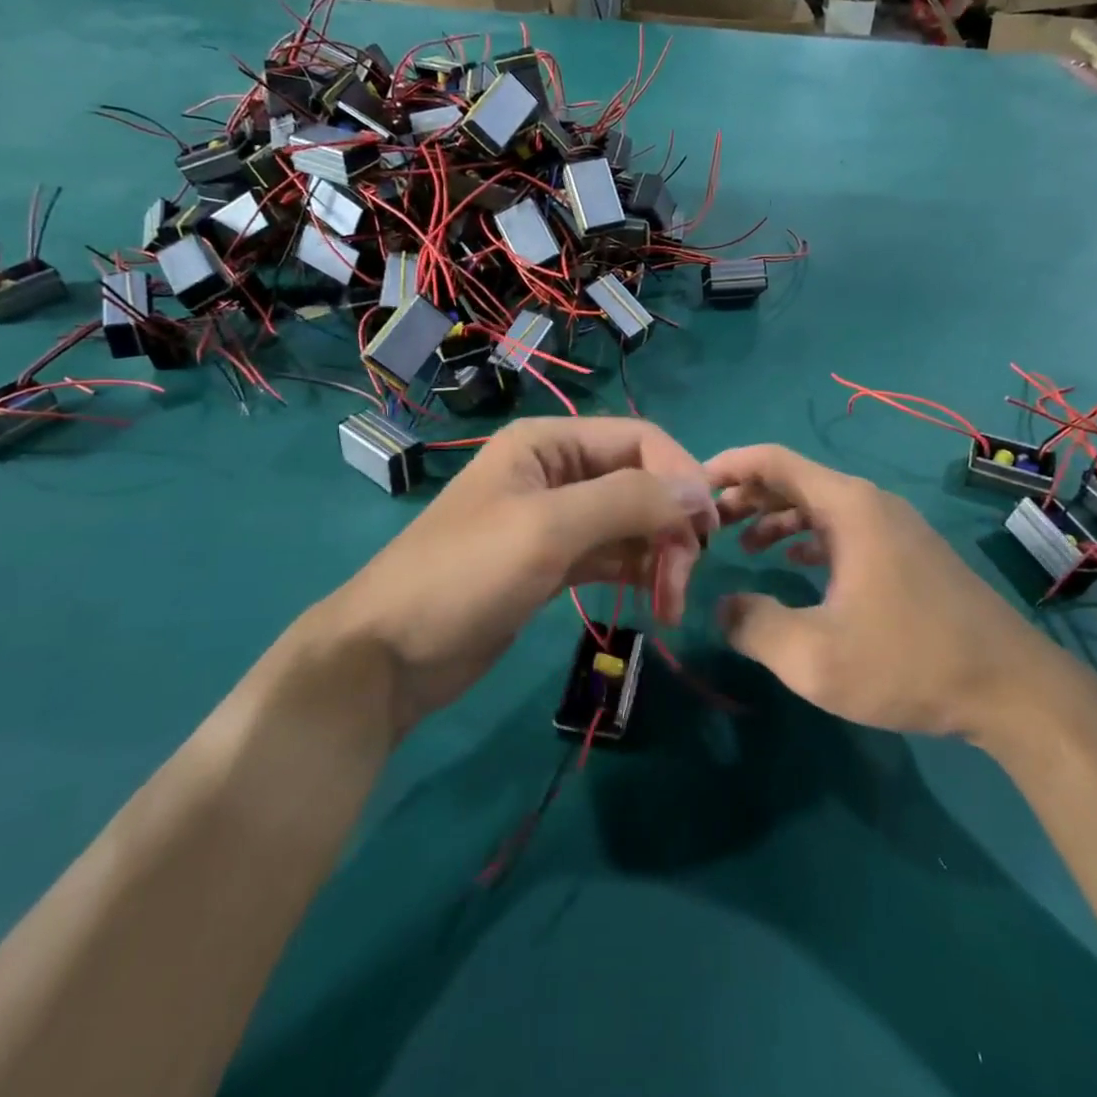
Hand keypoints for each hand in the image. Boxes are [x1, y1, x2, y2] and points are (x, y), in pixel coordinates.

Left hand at [300, 418, 717, 735]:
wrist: (388, 656)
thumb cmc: (465, 576)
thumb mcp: (549, 528)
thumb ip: (628, 500)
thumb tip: (699, 491)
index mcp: (550, 442)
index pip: (641, 440)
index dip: (681, 477)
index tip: (707, 532)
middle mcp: (556, 471)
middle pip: (641, 482)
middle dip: (670, 527)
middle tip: (680, 586)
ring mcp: (555, 519)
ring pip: (631, 522)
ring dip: (659, 556)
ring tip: (669, 605)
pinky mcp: (553, 562)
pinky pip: (612, 554)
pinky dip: (637, 571)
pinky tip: (654, 600)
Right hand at [705, 445, 1046, 739]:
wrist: (1012, 688)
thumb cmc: (908, 662)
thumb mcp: (814, 656)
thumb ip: (753, 626)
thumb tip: (722, 606)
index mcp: (848, 507)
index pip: (775, 461)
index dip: (728, 466)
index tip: (691, 486)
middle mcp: (871, 503)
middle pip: (795, 479)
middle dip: (746, 495)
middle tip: (707, 523)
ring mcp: (894, 527)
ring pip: (820, 505)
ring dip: (776, 517)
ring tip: (740, 545)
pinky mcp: (908, 553)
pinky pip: (844, 528)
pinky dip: (808, 536)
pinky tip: (795, 562)